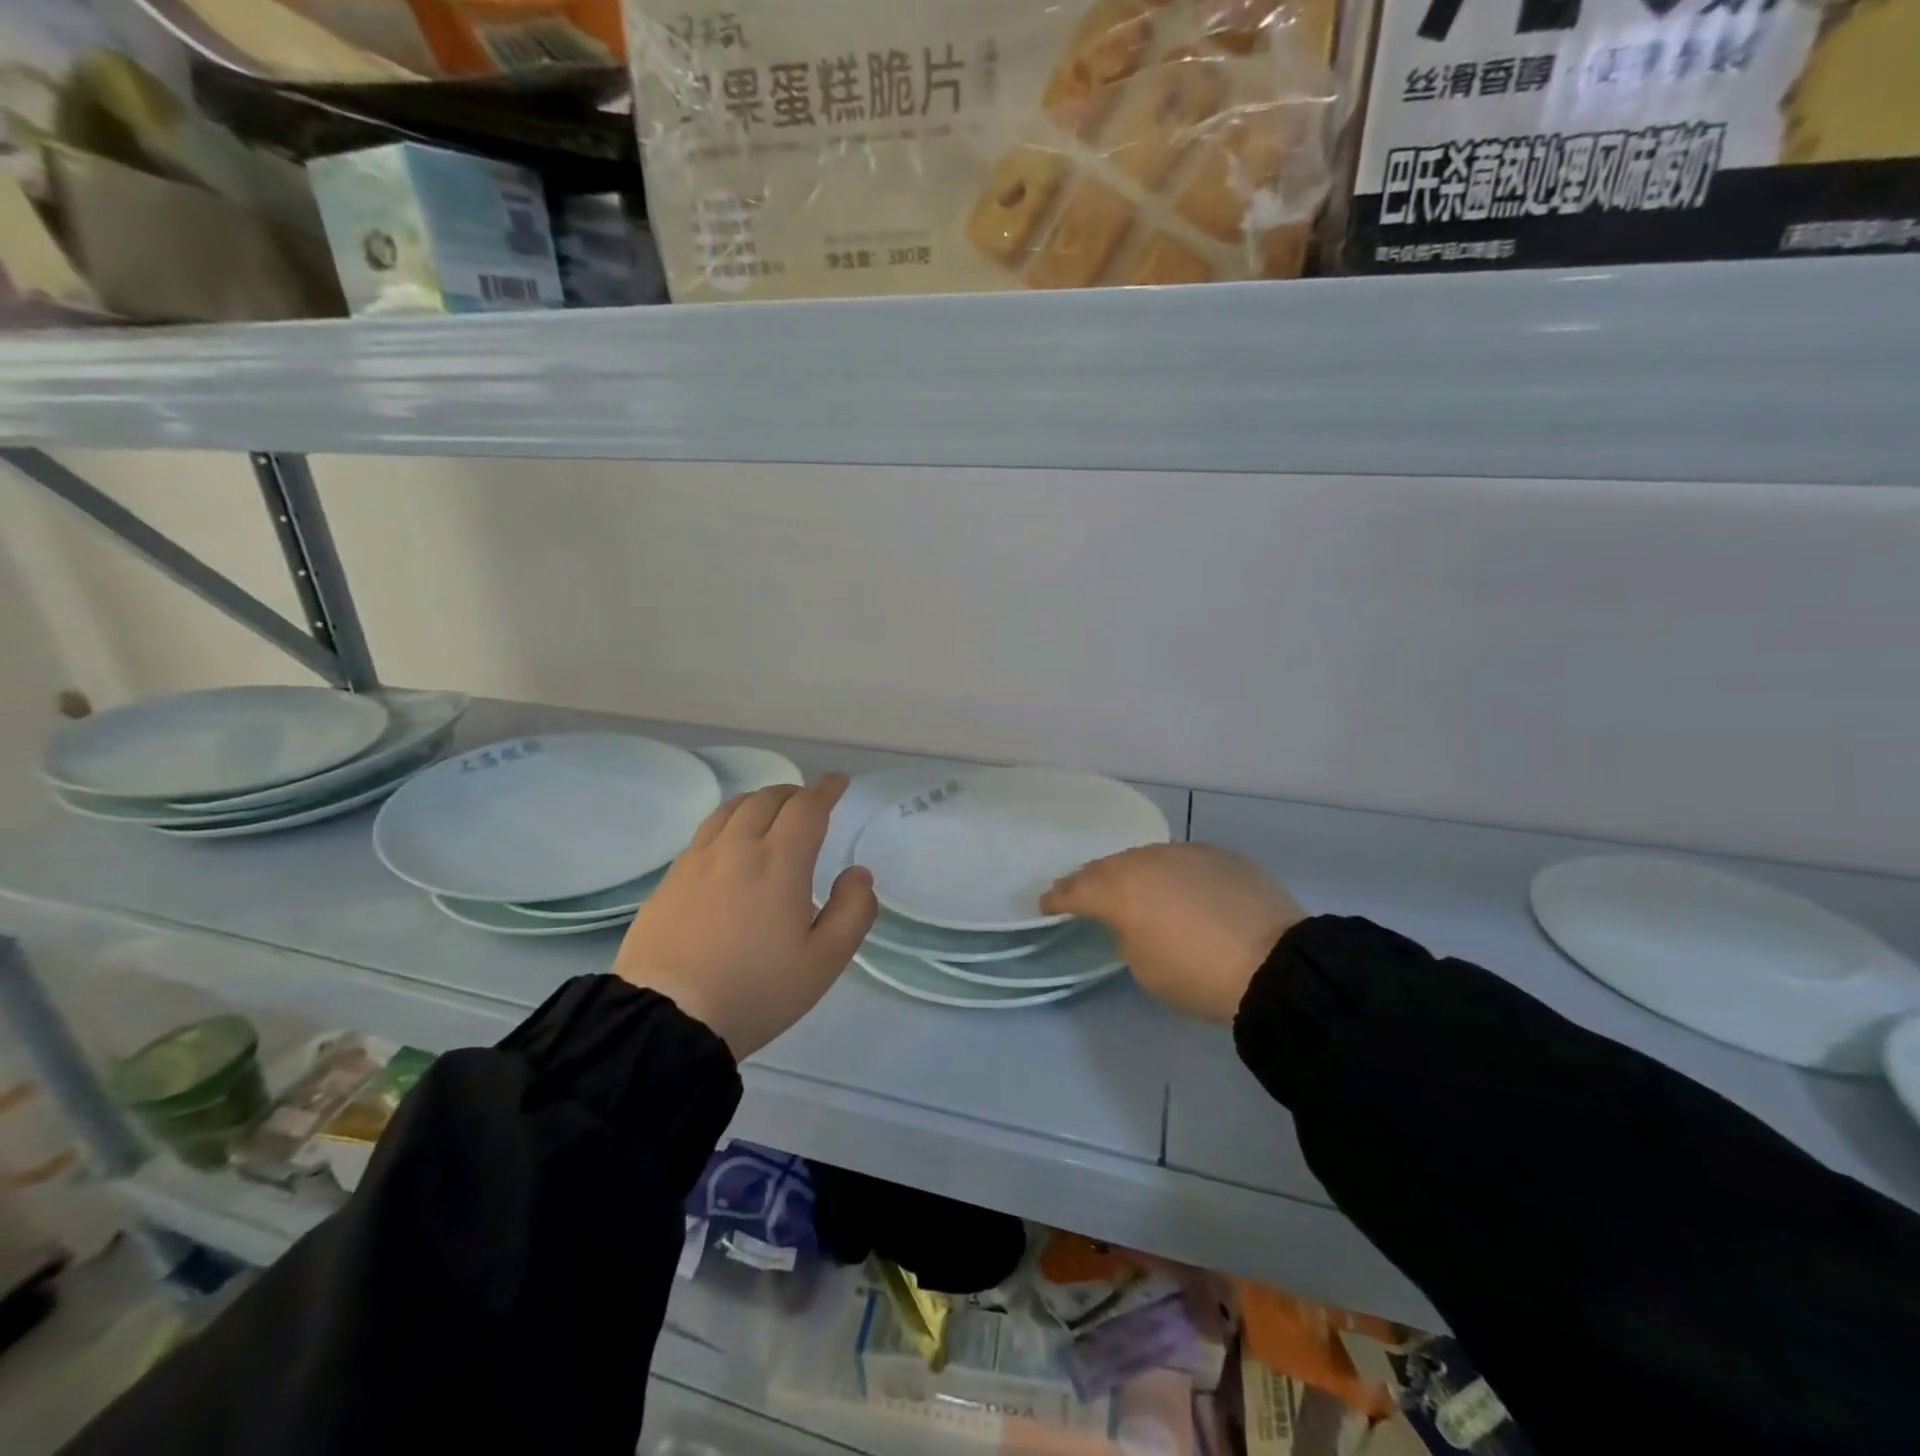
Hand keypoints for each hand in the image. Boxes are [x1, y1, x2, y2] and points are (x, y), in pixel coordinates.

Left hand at [614, 774, 877, 1059]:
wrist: (667, 1018)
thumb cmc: (756, 990)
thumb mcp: (824, 961)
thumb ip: (853, 911)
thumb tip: (858, 873)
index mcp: (779, 862)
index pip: (807, 807)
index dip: (826, 789)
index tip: (838, 782)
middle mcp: (737, 848)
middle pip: (767, 799)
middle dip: (794, 793)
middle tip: (809, 802)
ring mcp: (698, 860)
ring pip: (732, 809)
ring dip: (759, 800)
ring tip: (770, 811)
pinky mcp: (671, 879)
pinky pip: (706, 831)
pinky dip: (729, 820)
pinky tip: (729, 842)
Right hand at [1041, 844, 1306, 1022]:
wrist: (1275, 964)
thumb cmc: (1198, 975)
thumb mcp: (1144, 966)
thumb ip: (1126, 932)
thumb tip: (1134, 919)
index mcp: (1120, 889)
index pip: (1076, 889)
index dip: (1057, 898)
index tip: (1046, 905)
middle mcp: (1147, 859)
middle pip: (1108, 866)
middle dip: (1092, 880)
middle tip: (1083, 894)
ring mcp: (1186, 852)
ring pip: (1147, 858)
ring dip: (1134, 873)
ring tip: (1135, 890)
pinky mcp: (1220, 855)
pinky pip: (1183, 861)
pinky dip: (1172, 874)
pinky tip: (1181, 891)